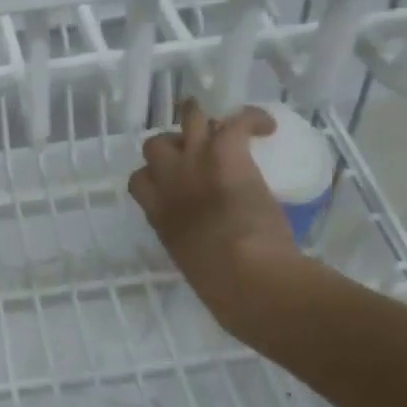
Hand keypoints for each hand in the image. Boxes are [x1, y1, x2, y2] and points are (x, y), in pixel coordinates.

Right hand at [128, 99, 302, 336]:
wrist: (246, 276)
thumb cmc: (222, 288)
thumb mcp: (192, 265)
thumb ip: (193, 247)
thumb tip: (210, 256)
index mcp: (159, 214)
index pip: (139, 180)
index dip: (154, 176)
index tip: (172, 183)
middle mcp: (169, 182)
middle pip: (156, 144)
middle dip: (174, 145)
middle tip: (196, 154)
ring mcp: (196, 162)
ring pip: (189, 119)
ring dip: (204, 117)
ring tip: (222, 122)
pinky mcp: (226, 153)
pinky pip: (236, 120)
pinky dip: (252, 119)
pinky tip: (266, 126)